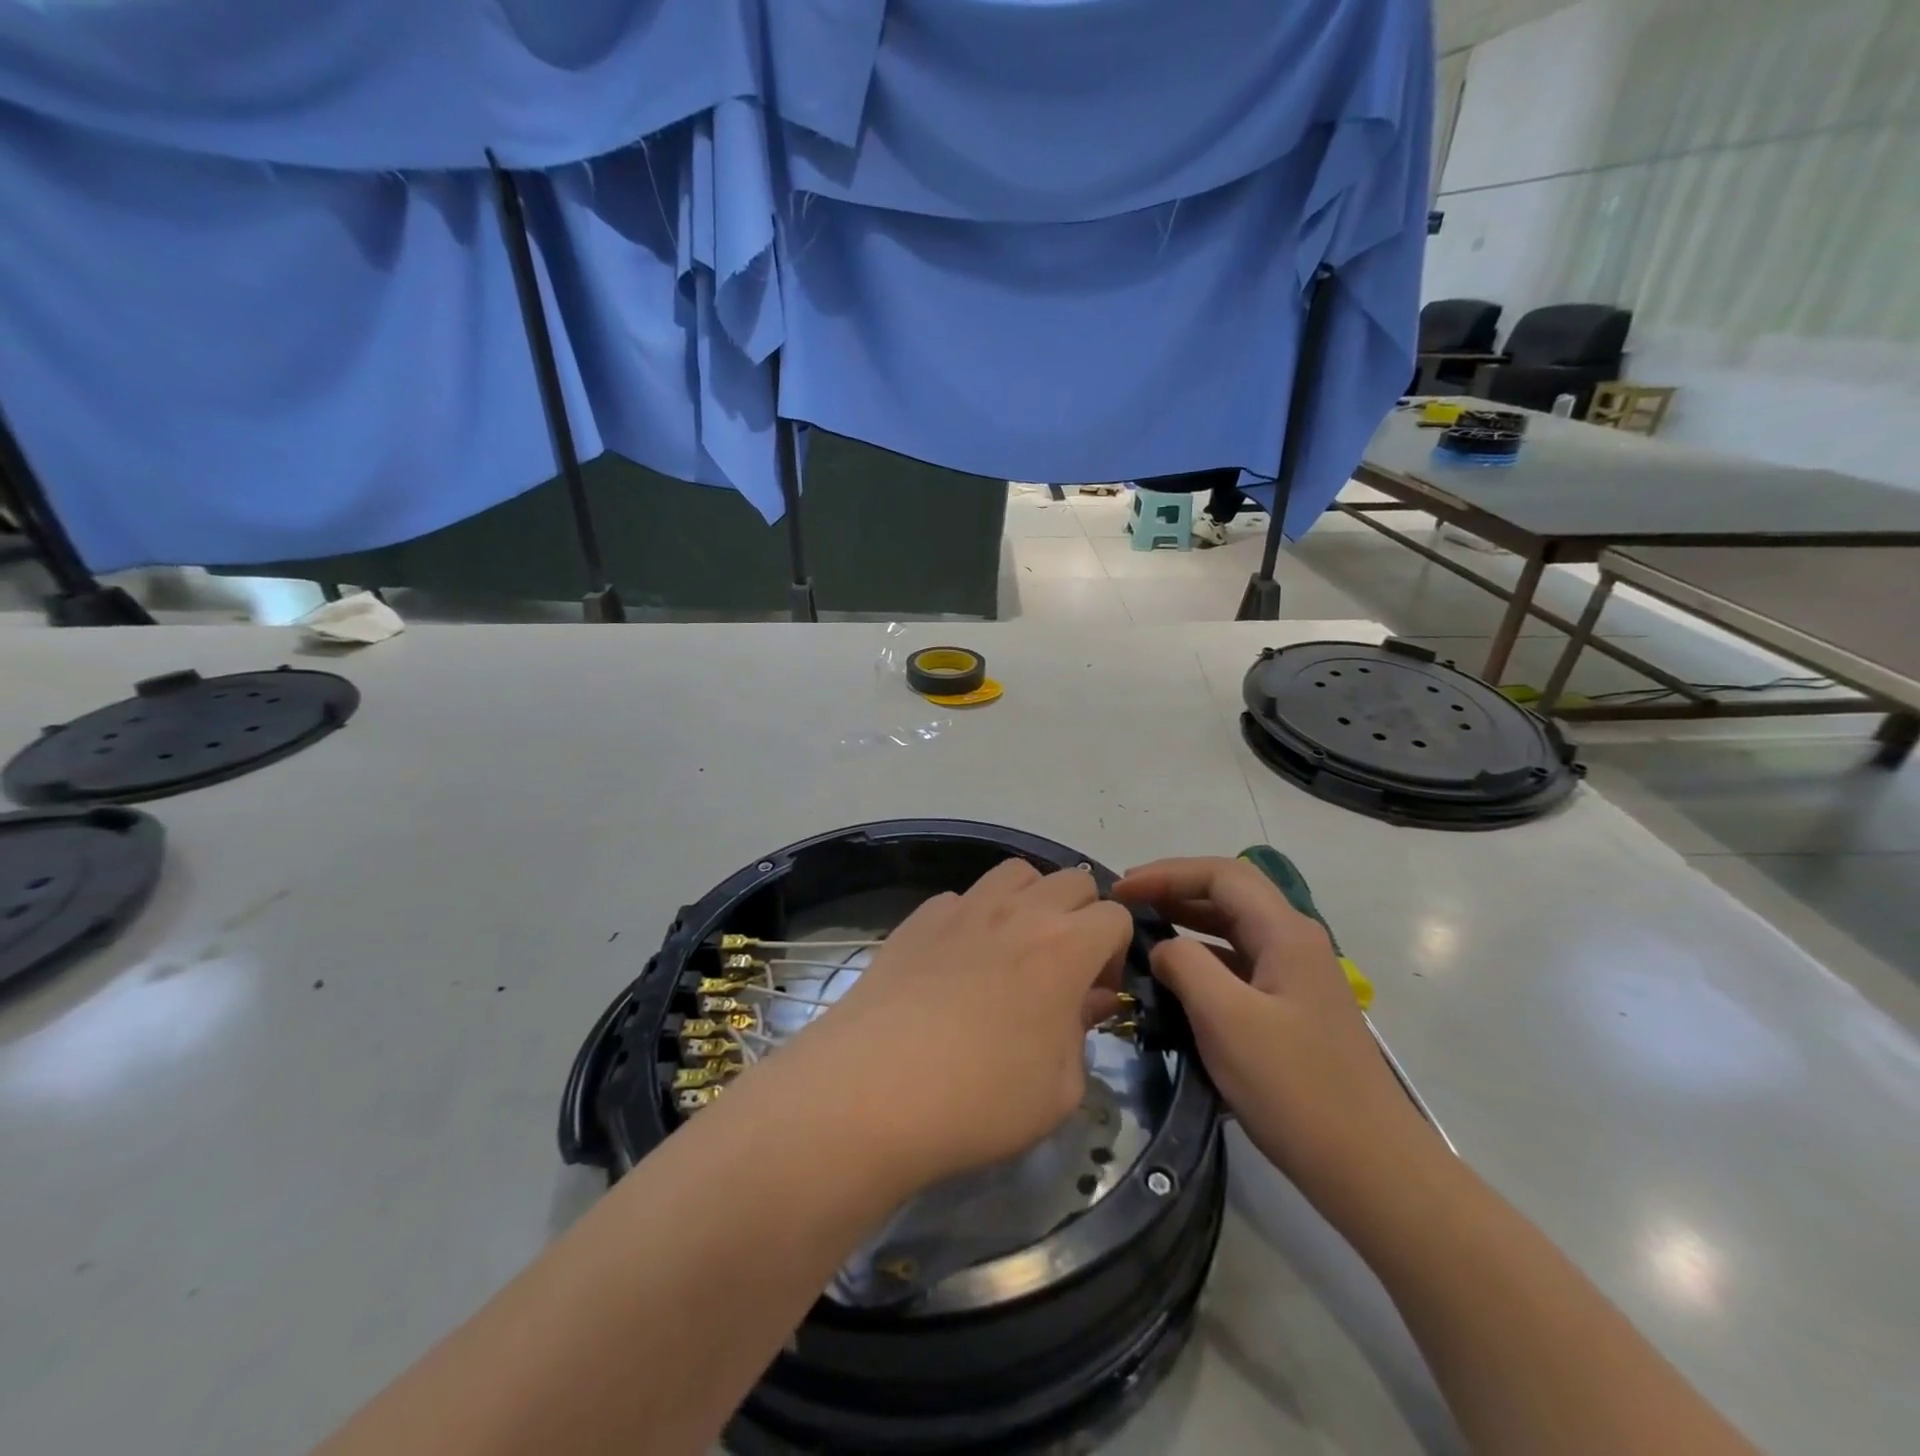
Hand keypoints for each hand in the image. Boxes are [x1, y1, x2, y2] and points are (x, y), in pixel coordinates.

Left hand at [768, 859, 1133, 1195]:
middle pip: (1071, 880)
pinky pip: (962, 898)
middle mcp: (1019, 912)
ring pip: (1016, 874)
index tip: (1095, 992)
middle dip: (1081, 916)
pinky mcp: (919, 917)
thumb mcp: (1058, 1090)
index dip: (1115, 951)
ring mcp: (964, 907)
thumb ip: (1081, 1034)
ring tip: (1015, 949)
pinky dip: (975, 917)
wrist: (873, 1089)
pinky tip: (957, 962)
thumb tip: (1086, 1001)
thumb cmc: (980, 1100)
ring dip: (1030, 900)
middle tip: (1063, 967)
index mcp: (1065, 947)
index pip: (1114, 916)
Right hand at [1113, 857, 1428, 1197]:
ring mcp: (1296, 976)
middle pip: (1229, 893)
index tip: (1121, 890)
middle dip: (1174, 889)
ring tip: (1141, 930)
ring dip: (1187, 920)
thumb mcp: (1226, 1020)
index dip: (1166, 873)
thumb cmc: (1295, 1089)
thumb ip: (1186, 966)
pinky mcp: (1292, 1009)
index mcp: (1285, 933)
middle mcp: (1295, 942)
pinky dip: (1202, 956)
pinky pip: (1239, 963)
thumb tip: (1163, 948)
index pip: (1220, 875)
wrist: (1372, 1170)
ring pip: (1234, 928)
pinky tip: (1176, 977)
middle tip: (1125, 904)